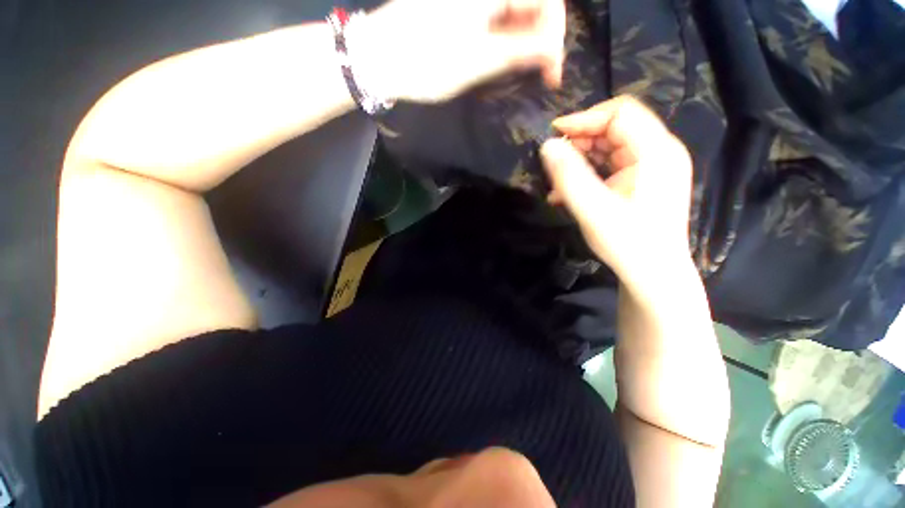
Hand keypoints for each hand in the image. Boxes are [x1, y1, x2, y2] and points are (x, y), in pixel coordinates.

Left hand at [356, 0, 565, 102]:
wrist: (376, 57)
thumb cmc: (425, 63)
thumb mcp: (477, 63)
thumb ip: (520, 51)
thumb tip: (553, 50)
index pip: (547, 1)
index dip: (556, 38)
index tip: (553, 75)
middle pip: (531, 2)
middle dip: (541, 36)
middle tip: (539, 72)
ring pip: (513, 7)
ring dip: (523, 37)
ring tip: (520, 68)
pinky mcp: (457, 4)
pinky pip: (493, 11)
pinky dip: (504, 32)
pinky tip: (500, 53)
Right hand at [540, 96, 694, 297]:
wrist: (653, 275)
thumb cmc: (627, 243)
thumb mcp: (593, 210)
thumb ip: (569, 176)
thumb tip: (547, 146)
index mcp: (657, 152)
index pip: (621, 113)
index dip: (585, 119)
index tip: (554, 134)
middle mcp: (660, 152)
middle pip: (616, 128)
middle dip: (580, 140)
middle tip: (553, 161)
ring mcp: (652, 167)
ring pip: (611, 147)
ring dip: (580, 159)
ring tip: (556, 180)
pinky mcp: (642, 181)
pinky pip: (612, 165)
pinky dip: (588, 173)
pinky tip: (568, 192)